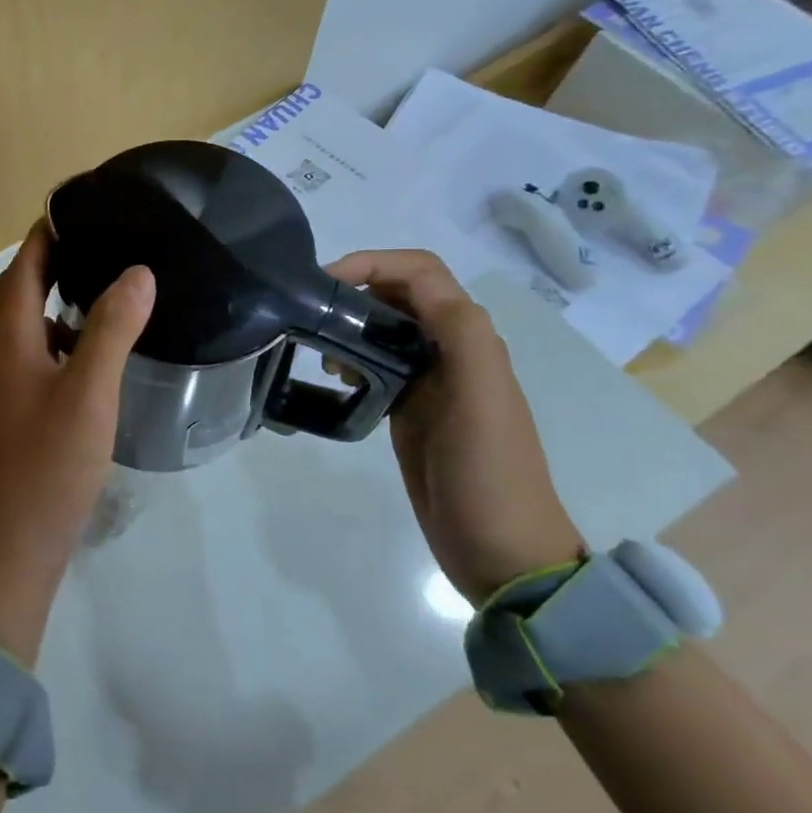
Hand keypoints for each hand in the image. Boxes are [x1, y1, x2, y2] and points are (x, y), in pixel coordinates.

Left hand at [0, 223, 155, 660]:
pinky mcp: (23, 417)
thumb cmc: (49, 464)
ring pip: (33, 330)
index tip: (74, 209)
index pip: (20, 271)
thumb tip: (137, 271)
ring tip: (108, 286)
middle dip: (53, 263)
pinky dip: (67, 341)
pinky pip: (43, 360)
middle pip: (22, 296)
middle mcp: (2, 357)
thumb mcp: (88, 391)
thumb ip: (111, 330)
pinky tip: (100, 351)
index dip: (42, 237)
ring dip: (61, 303)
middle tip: (100, 241)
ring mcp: (10, 390)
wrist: (14, 546)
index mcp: (10, 341)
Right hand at [327, 249, 582, 604]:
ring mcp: (430, 381)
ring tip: (319, 351)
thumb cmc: (489, 472)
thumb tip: (413, 287)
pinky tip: (334, 378)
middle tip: (310, 313)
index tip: (325, 280)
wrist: (501, 550)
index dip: (374, 262)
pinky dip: (352, 358)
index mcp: (470, 338)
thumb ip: (459, 333)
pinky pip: (377, 364)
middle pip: (400, 294)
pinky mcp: (411, 408)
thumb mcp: (482, 397)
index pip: (421, 273)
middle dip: (356, 290)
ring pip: (385, 327)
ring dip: (351, 324)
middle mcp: (451, 350)